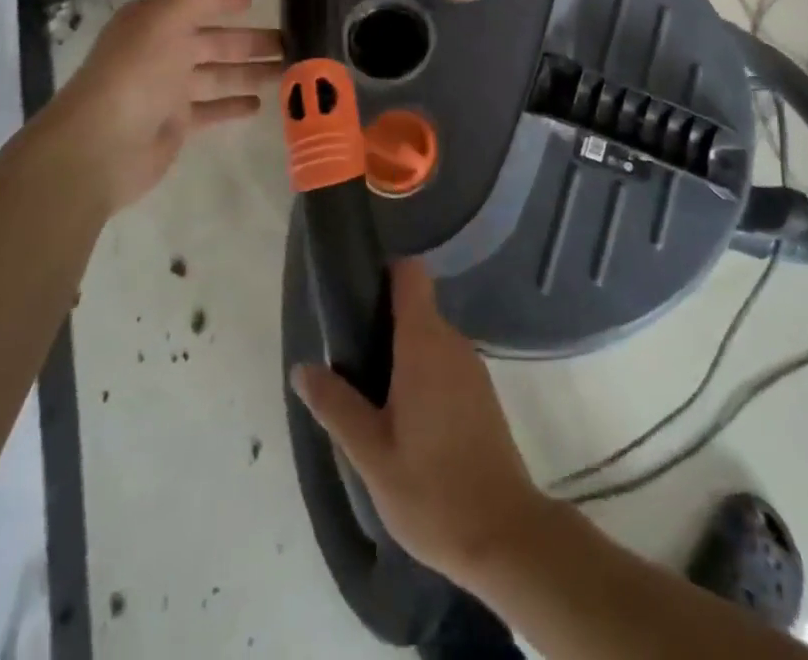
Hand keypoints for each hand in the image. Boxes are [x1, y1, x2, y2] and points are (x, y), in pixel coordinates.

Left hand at [33, 0, 281, 212]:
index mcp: (155, 21)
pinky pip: (210, 109)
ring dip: (250, 72)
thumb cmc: (137, 72)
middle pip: (213, 41)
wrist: (101, 146)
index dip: (225, 0)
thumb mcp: (172, 19)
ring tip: (288, 72)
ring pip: (217, 75)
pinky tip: (260, 104)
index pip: (197, 4)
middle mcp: (160, 51)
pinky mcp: (174, 123)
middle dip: (250, 41)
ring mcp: (166, 89)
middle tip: (292, 41)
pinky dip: (232, 105)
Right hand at [290, 260, 557, 584]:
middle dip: (381, 321)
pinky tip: (401, 413)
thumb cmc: (432, 490)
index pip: (410, 274)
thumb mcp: (372, 454)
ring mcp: (471, 367)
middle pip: (415, 305)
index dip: (383, 272)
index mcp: (424, 343)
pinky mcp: (481, 393)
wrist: (505, 536)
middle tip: (346, 356)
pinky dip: (420, 371)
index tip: (355, 290)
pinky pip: (443, 361)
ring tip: (367, 389)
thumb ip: (337, 406)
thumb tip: (302, 367)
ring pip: (429, 336)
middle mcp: (452, 342)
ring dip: (400, 351)